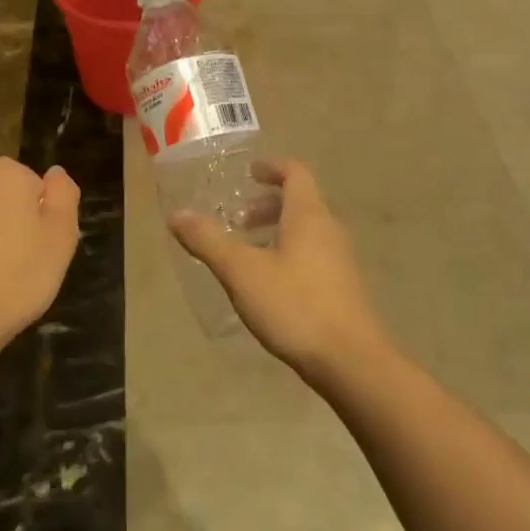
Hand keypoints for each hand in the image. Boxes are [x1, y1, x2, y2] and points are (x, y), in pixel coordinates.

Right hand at [168, 160, 386, 380]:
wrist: (352, 362)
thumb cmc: (295, 306)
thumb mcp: (241, 272)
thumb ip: (208, 240)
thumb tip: (177, 214)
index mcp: (308, 216)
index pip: (295, 173)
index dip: (272, 168)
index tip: (248, 173)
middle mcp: (329, 230)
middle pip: (300, 202)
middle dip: (266, 206)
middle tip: (237, 221)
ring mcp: (340, 261)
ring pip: (306, 232)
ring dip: (276, 232)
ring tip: (246, 255)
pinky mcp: (343, 288)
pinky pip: (312, 256)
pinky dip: (288, 255)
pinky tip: (268, 286)